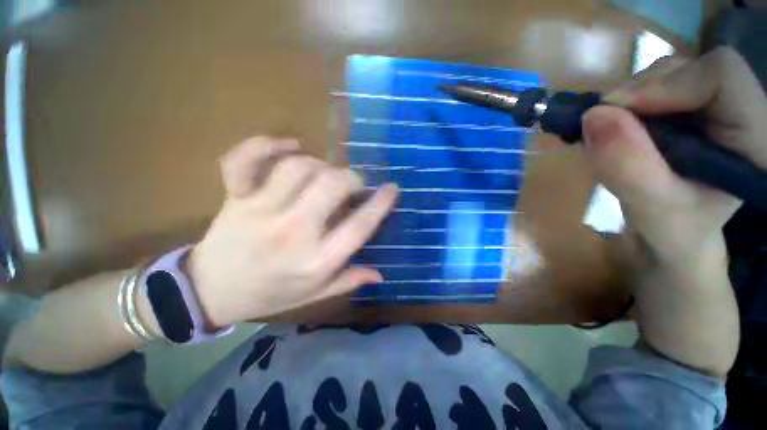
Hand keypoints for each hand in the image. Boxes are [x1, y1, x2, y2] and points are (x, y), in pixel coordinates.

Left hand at [187, 137, 398, 326]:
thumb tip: (380, 274)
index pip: (360, 225)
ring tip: (325, 174)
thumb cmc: (269, 295)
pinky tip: (290, 145)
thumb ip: (349, 280)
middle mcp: (293, 232)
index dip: (381, 203)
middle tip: (354, 183)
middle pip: (333, 186)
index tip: (392, 188)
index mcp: (316, 260)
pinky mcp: (236, 197)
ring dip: (321, 165)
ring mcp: (261, 211)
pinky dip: (267, 144)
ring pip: (300, 167)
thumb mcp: (314, 295)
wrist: (208, 292)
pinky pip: (246, 159)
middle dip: (352, 178)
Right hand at [583, 47, 766, 265]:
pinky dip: (623, 107)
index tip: (614, 114)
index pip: (721, 75)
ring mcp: (713, 105)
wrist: (673, 235)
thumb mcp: (653, 210)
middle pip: (688, 68)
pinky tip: (615, 132)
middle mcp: (741, 108)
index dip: (666, 85)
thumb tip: (593, 116)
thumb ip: (628, 168)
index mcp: (756, 137)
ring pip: (665, 74)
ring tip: (610, 137)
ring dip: (627, 102)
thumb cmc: (674, 231)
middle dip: (637, 94)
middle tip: (603, 130)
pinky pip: (652, 87)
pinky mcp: (689, 108)